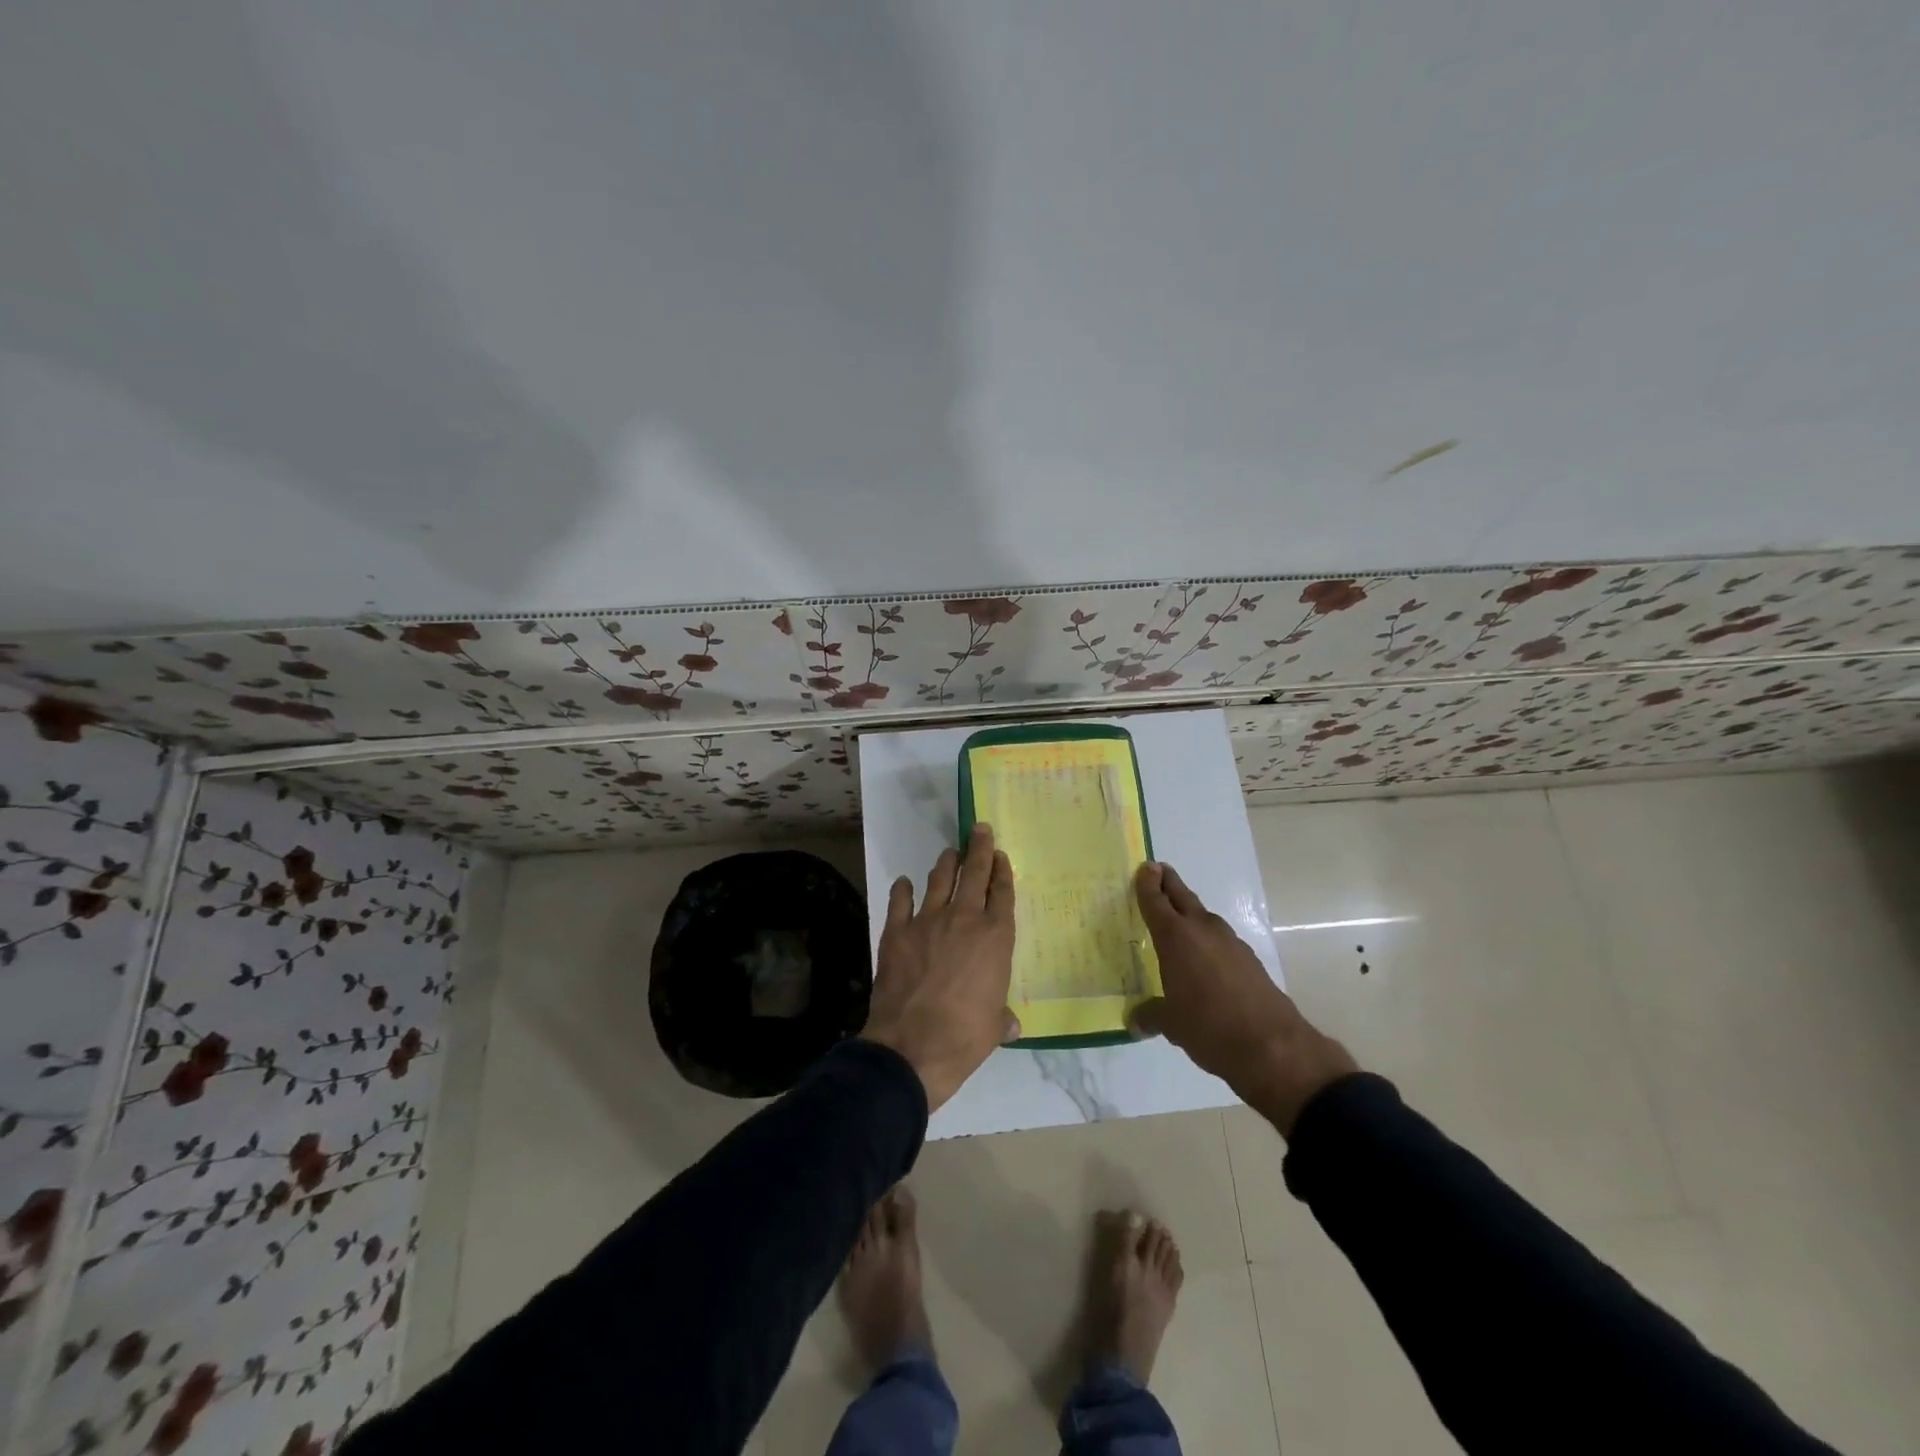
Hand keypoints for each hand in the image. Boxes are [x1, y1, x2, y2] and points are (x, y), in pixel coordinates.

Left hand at [863, 824, 1019, 1111]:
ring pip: (939, 879)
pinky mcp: (897, 931)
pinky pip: (900, 901)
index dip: (1003, 871)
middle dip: (979, 848)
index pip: (1002, 893)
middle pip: (974, 873)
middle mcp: (964, 919)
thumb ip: (1001, 1016)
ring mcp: (928, 921)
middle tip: (979, 829)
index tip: (1001, 855)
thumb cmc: (964, 1037)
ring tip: (949, 852)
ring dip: (946, 862)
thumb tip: (1010, 1023)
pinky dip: (902, 889)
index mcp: (995, 938)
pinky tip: (904, 883)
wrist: (912, 1046)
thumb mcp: (994, 1027)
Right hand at [1131, 862, 1356, 1135]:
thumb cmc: (1208, 1027)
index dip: (1147, 884)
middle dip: (1169, 882)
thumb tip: (1135, 1020)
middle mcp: (1202, 930)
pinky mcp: (1249, 959)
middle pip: (1182, 896)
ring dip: (1189, 911)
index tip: (1145, 867)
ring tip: (1177, 918)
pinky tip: (1204, 956)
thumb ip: (1151, 1015)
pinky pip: (1220, 938)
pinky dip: (1207, 938)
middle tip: (1158, 870)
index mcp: (1175, 937)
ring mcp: (1230, 942)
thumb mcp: (1171, 1024)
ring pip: (1203, 916)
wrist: (1271, 1046)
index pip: (1156, 901)